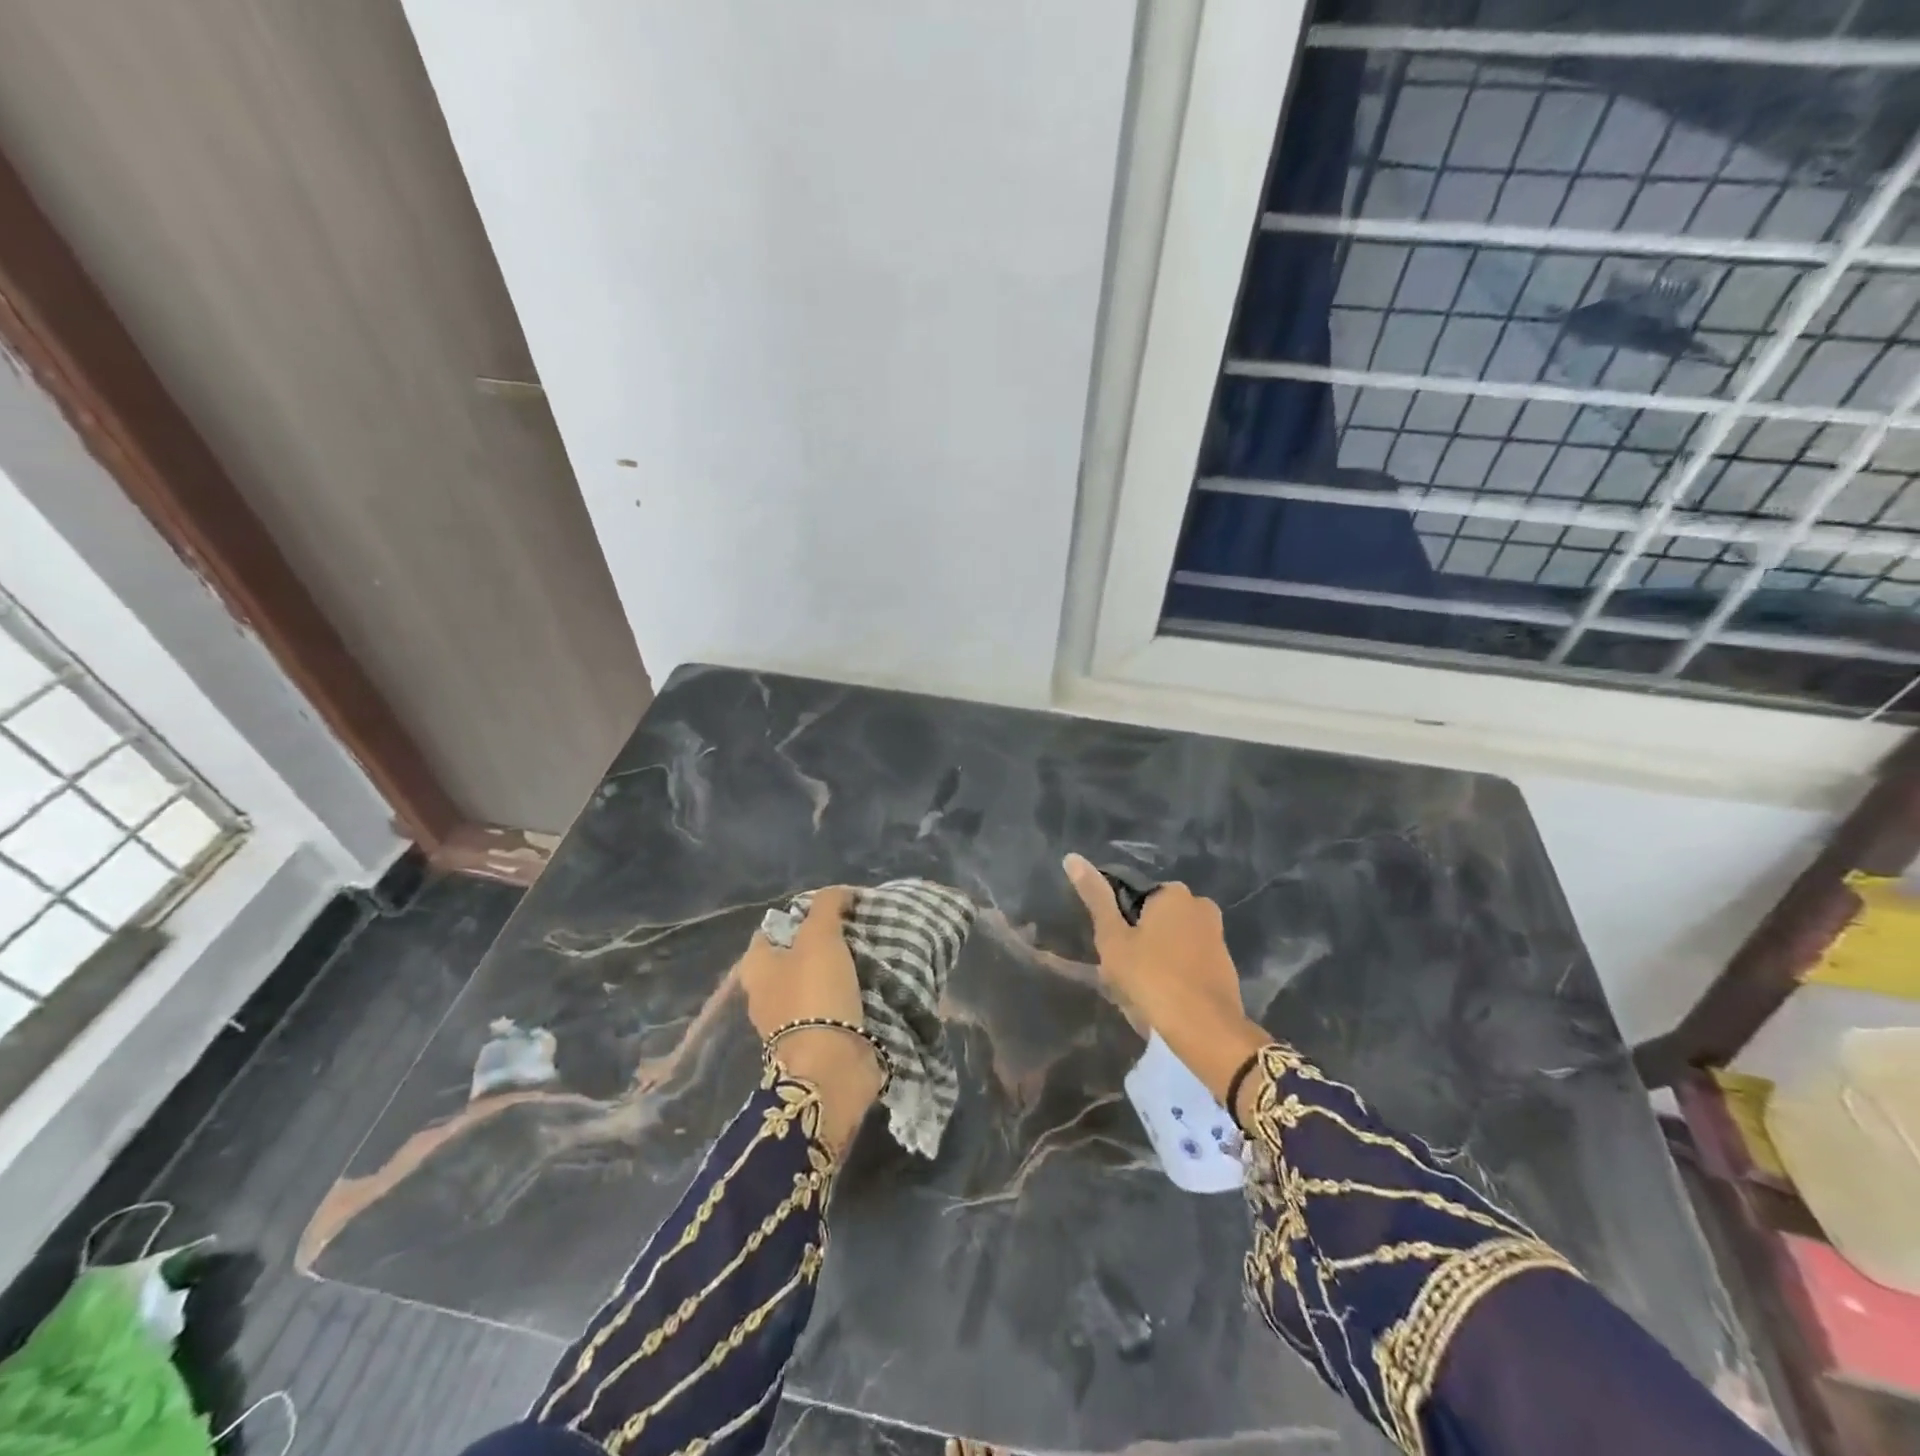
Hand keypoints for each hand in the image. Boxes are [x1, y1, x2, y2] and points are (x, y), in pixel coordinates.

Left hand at [736, 886, 881, 1153]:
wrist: (831, 1067)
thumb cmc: (815, 993)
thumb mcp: (820, 936)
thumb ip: (827, 906)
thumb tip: (840, 892)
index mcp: (756, 968)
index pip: (772, 928)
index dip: (800, 914)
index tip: (834, 909)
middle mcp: (765, 994)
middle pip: (795, 956)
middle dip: (822, 942)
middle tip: (856, 930)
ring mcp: (789, 1022)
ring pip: (814, 982)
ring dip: (838, 970)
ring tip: (870, 955)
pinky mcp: (815, 1041)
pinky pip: (831, 1007)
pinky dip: (847, 996)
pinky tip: (870, 985)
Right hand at [1062, 854, 1268, 1113]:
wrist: (1205, 1030)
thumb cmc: (1152, 978)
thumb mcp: (1113, 938)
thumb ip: (1096, 898)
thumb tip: (1073, 858)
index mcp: (1173, 893)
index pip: (1133, 896)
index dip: (1118, 922)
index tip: (1111, 948)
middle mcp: (1200, 906)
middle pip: (1154, 918)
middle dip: (1138, 939)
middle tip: (1123, 972)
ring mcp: (1217, 937)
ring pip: (1172, 941)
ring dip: (1156, 958)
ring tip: (1140, 989)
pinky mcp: (1225, 966)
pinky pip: (1188, 962)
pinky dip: (1175, 973)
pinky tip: (1163, 997)